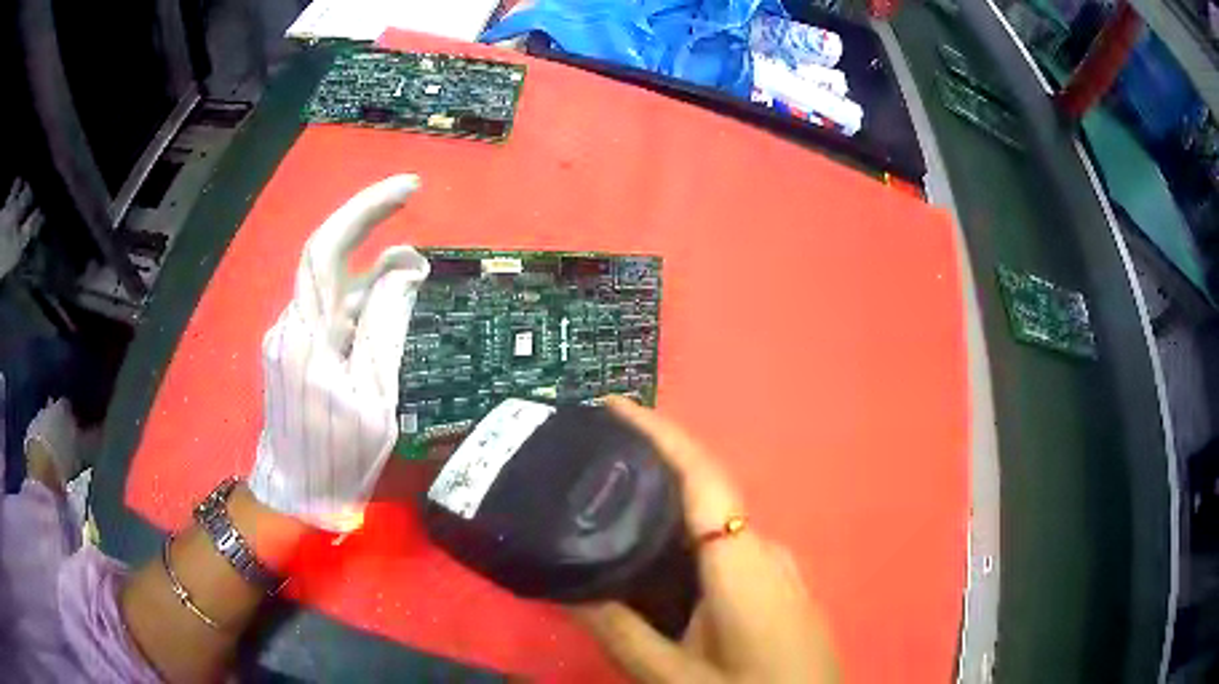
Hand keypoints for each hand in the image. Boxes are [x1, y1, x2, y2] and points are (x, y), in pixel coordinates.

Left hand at [248, 175, 429, 531]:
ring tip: (418, 273)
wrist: (295, 497)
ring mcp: (289, 336)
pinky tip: (388, 305)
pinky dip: (362, 299)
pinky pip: (330, 310)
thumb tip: (405, 269)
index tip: (409, 189)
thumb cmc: (338, 459)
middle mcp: (291, 325)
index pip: (328, 250)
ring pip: (332, 286)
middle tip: (412, 198)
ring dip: (373, 271)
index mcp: (308, 337)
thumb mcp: (374, 398)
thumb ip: (386, 329)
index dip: (365, 211)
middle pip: (327, 256)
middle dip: (369, 222)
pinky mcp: (294, 350)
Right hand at [574, 398, 838, 682]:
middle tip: (593, 459)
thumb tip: (566, 588)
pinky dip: (690, 534)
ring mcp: (779, 565)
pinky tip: (660, 557)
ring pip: (717, 517)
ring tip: (613, 503)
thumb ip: (619, 631)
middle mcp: (764, 547)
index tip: (613, 405)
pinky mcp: (780, 583)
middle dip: (653, 463)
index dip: (659, 431)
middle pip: (707, 488)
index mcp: (741, 559)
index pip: (701, 474)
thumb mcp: (672, 674)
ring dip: (670, 501)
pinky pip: (730, 542)